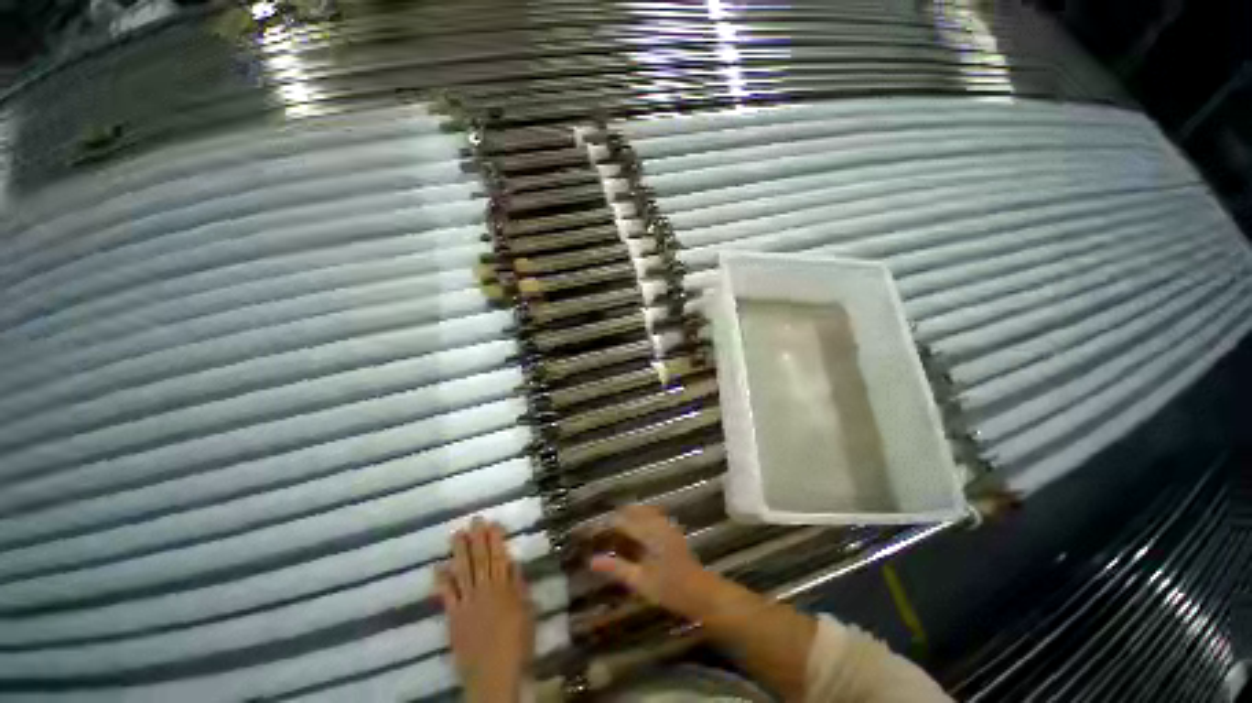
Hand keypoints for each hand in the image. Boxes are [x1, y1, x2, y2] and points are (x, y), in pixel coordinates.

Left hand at [438, 518, 532, 702]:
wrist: (493, 673)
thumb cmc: (517, 642)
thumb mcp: (527, 611)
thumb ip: (519, 586)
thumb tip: (514, 563)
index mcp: (505, 586)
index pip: (500, 556)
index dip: (496, 538)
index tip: (492, 522)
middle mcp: (485, 589)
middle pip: (481, 559)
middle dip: (478, 538)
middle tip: (474, 519)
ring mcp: (468, 601)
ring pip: (464, 570)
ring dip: (460, 551)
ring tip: (457, 533)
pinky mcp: (454, 616)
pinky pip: (447, 594)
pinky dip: (442, 581)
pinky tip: (438, 567)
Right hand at [587, 505, 710, 617]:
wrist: (701, 592)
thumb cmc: (670, 589)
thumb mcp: (641, 581)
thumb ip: (617, 569)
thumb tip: (592, 561)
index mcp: (650, 532)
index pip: (624, 521)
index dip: (608, 524)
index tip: (594, 530)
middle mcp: (659, 523)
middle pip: (635, 511)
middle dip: (619, 516)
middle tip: (603, 527)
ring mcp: (667, 526)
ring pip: (645, 511)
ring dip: (630, 515)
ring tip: (616, 526)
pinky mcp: (672, 531)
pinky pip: (653, 515)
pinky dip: (641, 517)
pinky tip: (636, 530)